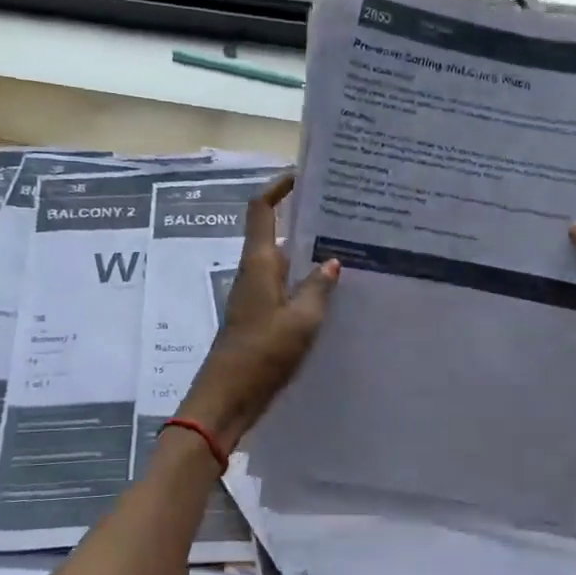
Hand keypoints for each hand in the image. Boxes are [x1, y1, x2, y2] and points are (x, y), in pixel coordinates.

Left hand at [179, 175, 337, 450]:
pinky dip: (306, 283)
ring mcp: (256, 297)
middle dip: (305, 221)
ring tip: (348, 249)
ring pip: (285, 263)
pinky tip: (333, 293)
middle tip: (344, 214)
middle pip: (277, 234)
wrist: (227, 399)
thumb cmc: (262, 354)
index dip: (278, 187)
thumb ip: (318, 289)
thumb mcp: (301, 321)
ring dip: (309, 254)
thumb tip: (332, 262)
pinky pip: (286, 289)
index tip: (303, 175)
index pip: (261, 210)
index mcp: (259, 263)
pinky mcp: (261, 319)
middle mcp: (255, 273)